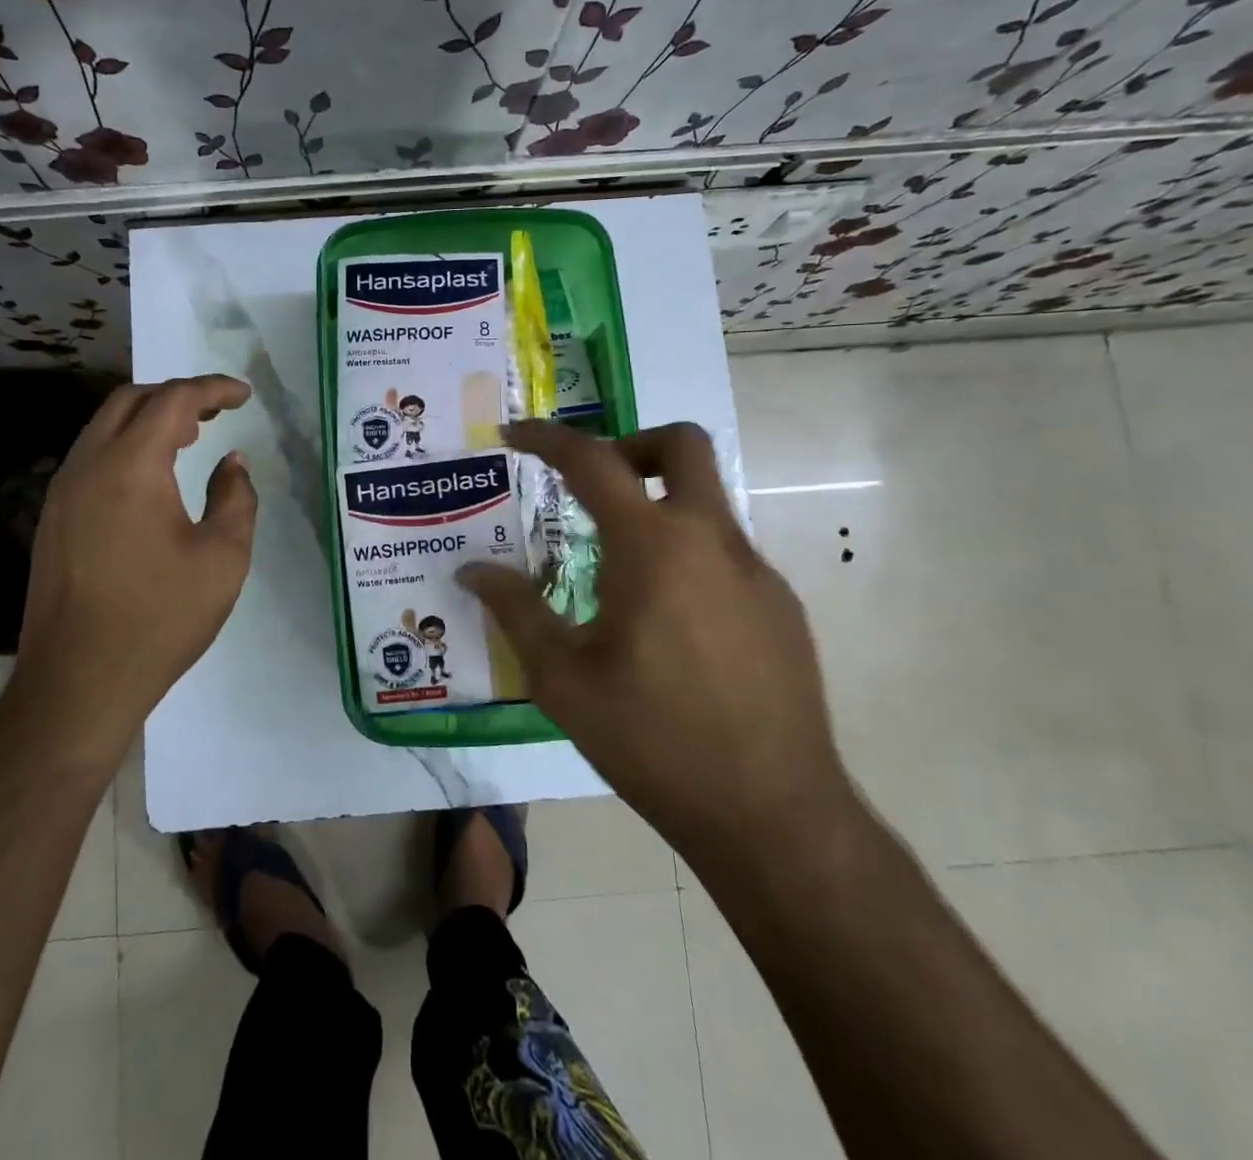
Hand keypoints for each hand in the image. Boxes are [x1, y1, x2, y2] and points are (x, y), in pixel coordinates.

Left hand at [13, 375, 257, 770]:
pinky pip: (92, 458)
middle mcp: (88, 465)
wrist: (79, 681)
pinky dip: (126, 446)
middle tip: (216, 412)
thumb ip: (236, 498)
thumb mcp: (222, 558)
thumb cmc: (160, 617)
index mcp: (130, 467)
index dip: (212, 389)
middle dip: (176, 396)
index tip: (244, 395)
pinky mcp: (53, 518)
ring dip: (148, 420)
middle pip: (130, 401)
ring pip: (104, 427)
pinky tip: (151, 477)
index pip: (173, 401)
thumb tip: (232, 464)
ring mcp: (62, 491)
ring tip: (190, 437)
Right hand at [458, 420, 854, 865]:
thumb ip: (516, 610)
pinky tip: (665, 625)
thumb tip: (472, 571)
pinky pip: (726, 553)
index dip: (547, 439)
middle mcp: (712, 541)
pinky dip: (686, 555)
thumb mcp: (562, 679)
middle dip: (631, 445)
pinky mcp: (781, 608)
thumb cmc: (652, 741)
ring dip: (658, 507)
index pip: (593, 461)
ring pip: (705, 502)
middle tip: (592, 487)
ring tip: (616, 572)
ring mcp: (757, 573)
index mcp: (653, 547)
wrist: (772, 816)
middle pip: (682, 446)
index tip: (515, 435)